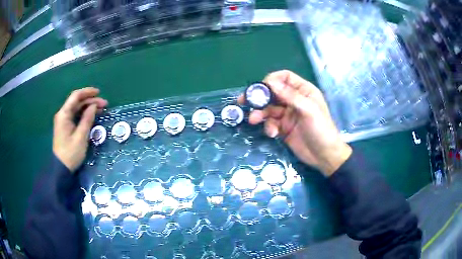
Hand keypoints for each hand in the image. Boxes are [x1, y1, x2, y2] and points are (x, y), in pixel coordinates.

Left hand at [53, 87, 107, 171]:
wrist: (62, 168)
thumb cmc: (71, 153)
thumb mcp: (80, 137)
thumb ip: (87, 119)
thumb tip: (94, 106)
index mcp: (64, 114)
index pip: (75, 96)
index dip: (87, 92)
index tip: (99, 93)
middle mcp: (63, 114)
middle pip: (77, 102)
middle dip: (91, 101)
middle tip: (105, 104)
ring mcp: (64, 121)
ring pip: (77, 108)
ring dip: (89, 107)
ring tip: (101, 109)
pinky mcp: (66, 127)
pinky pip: (76, 116)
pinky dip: (84, 114)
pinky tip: (93, 115)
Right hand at [239, 70, 351, 175]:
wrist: (324, 155)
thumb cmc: (321, 129)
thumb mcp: (308, 110)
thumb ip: (290, 95)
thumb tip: (270, 82)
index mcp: (303, 91)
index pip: (285, 78)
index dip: (272, 80)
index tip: (261, 88)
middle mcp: (294, 100)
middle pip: (273, 93)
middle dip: (259, 97)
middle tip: (244, 101)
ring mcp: (288, 115)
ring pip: (269, 109)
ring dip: (260, 114)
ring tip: (253, 120)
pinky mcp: (283, 128)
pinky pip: (271, 123)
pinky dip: (269, 127)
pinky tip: (272, 133)